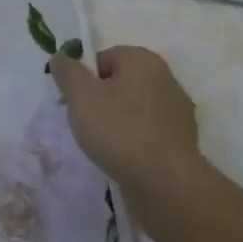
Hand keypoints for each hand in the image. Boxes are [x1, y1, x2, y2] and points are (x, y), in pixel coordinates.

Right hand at [49, 45, 203, 194]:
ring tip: (103, 144)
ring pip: (133, 109)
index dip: (84, 78)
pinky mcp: (182, 142)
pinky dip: (134, 141)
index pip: (103, 58)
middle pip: (119, 83)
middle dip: (99, 100)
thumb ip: (67, 71)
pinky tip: (123, 158)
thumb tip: (60, 57)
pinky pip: (147, 132)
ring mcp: (178, 112)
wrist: (166, 185)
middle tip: (85, 122)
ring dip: (116, 122)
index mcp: (144, 60)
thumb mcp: (81, 95)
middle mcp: (166, 79)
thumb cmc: (120, 130)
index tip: (75, 101)